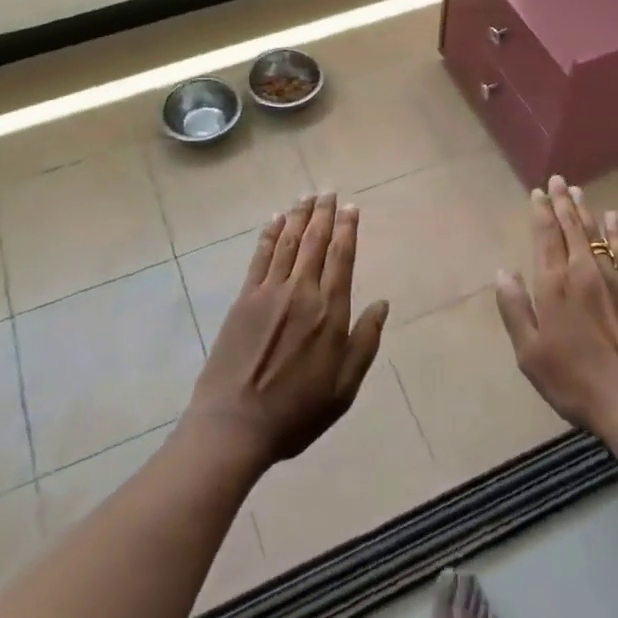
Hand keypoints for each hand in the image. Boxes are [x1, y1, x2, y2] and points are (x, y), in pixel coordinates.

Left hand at [184, 192, 388, 472]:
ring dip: (299, 217)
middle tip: (329, 192)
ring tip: (306, 196)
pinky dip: (269, 236)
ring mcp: (269, 293)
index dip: (348, 229)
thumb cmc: (297, 411)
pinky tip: (275, 221)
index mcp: (330, 313)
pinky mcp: (244, 300)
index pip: (343, 258)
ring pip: (288, 243)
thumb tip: (382, 304)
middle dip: (324, 214)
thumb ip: (365, 342)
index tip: (351, 208)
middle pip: (315, 242)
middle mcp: (301, 293)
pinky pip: (260, 258)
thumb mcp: (344, 387)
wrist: (234, 424)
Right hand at [494, 176, 617, 438]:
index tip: (538, 192)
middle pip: (571, 228)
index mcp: (554, 285)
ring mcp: (613, 278)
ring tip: (578, 192)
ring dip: (585, 211)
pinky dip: (616, 231)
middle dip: (562, 202)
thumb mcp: (529, 351)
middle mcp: (583, 271)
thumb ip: (515, 308)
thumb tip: (503, 272)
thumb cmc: (572, 379)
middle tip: (558, 181)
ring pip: (596, 234)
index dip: (541, 212)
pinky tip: (613, 218)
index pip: (545, 236)